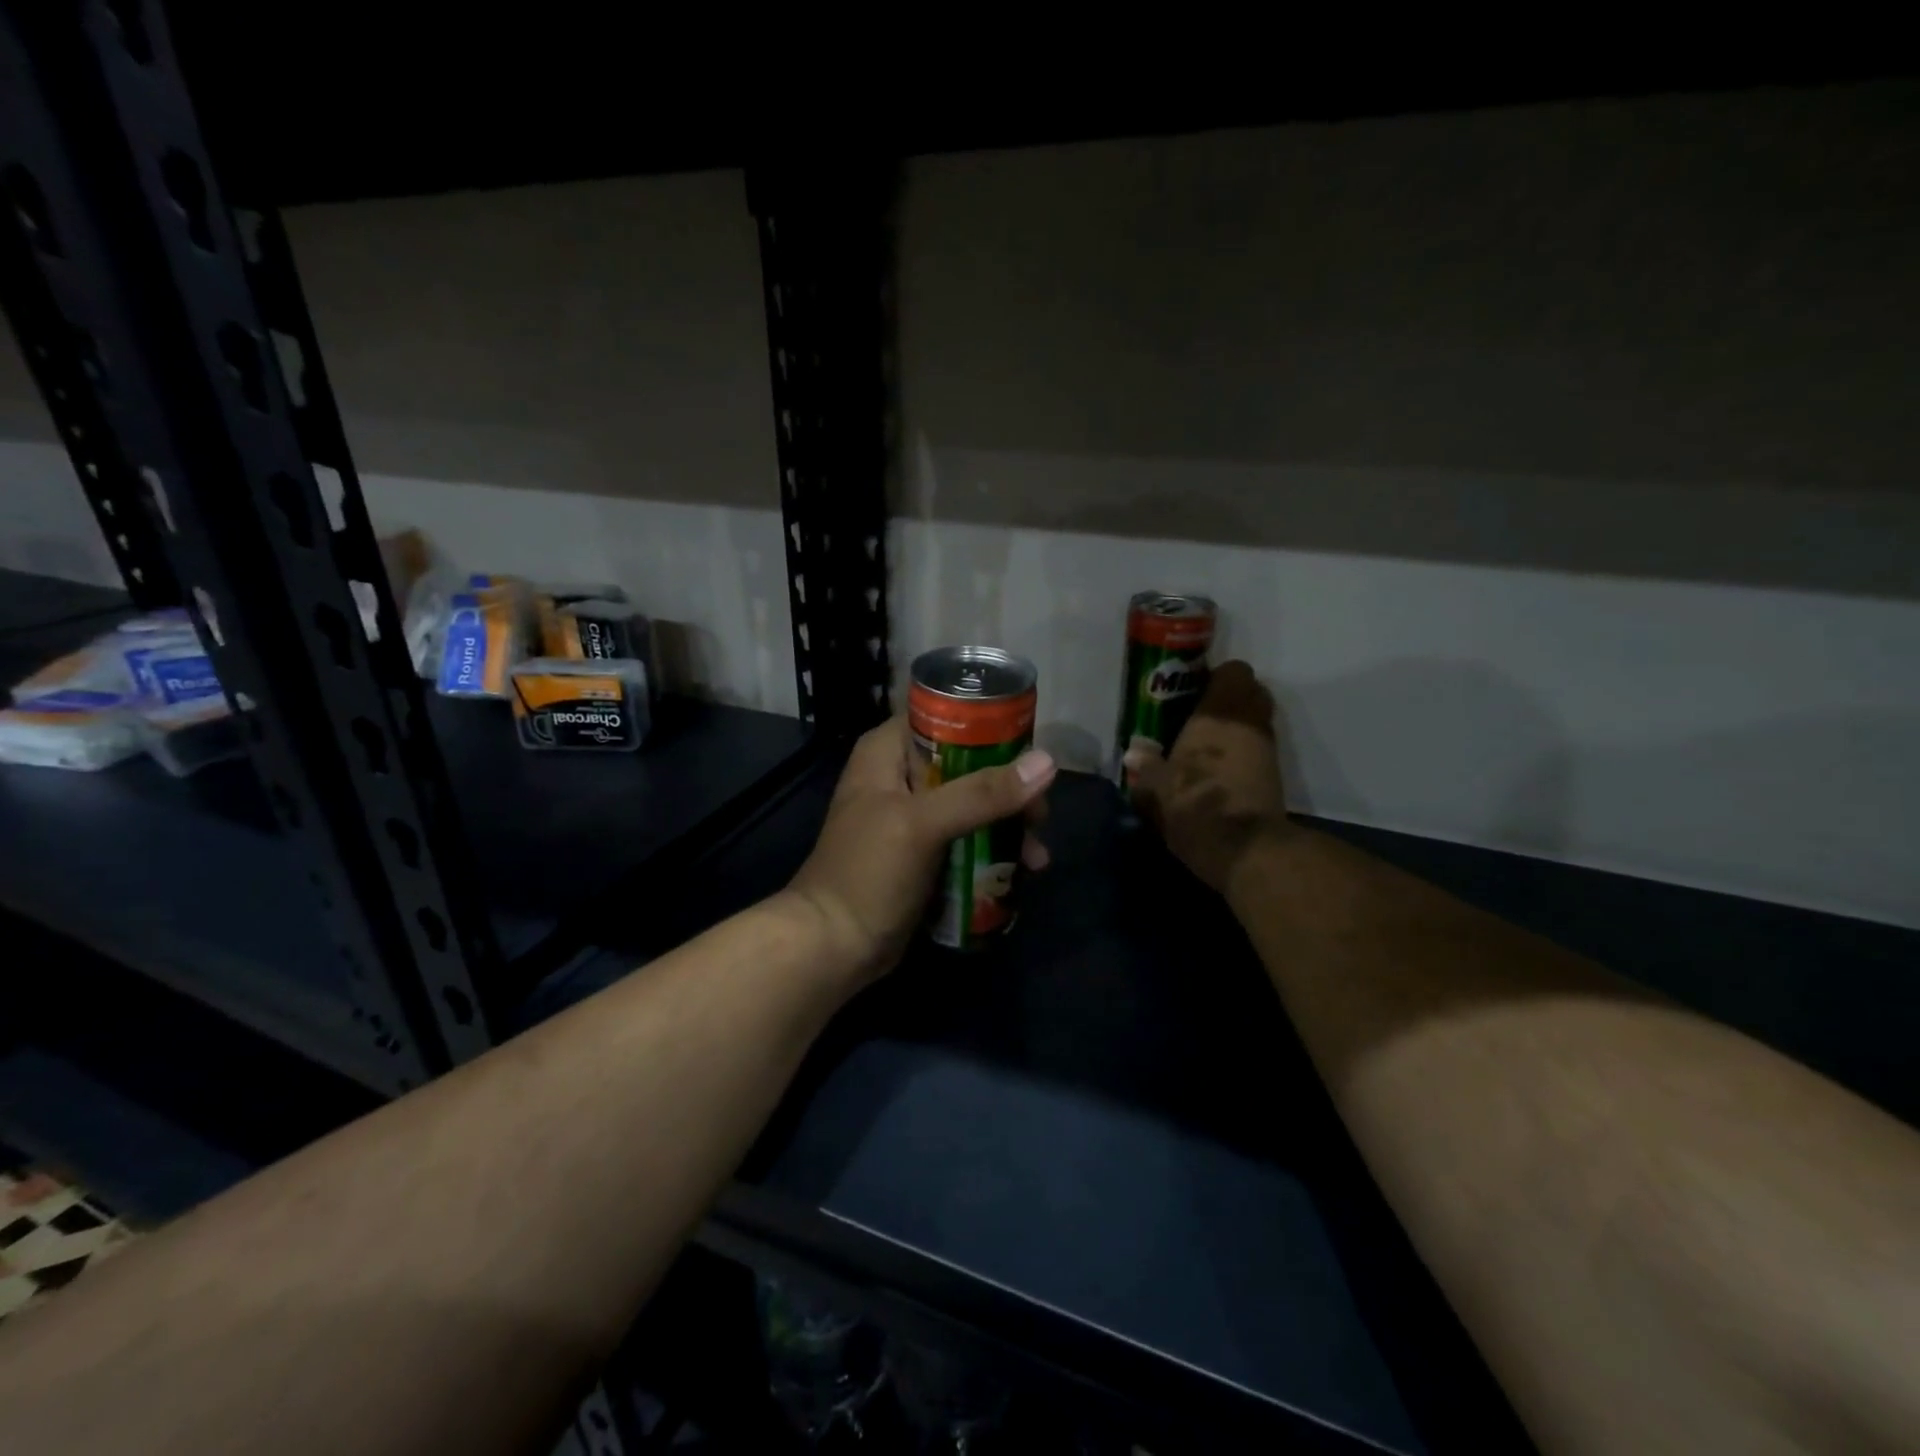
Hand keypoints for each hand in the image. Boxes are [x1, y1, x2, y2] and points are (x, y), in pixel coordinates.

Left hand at [786, 716, 1056, 983]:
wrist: (833, 946)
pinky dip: (994, 850)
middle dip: (1009, 788)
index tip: (1031, 751)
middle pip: (969, 763)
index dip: (991, 728)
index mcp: (888, 751)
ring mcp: (913, 816)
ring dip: (1008, 825)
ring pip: (973, 803)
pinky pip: (968, 838)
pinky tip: (1023, 871)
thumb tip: (1046, 763)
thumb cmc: (868, 872)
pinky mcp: (924, 852)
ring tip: (1037, 857)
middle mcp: (901, 775)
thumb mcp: (923, 824)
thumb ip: (981, 793)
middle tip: (1040, 815)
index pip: (946, 716)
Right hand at [1126, 660, 1292, 893]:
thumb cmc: (1196, 804)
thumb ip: (1146, 767)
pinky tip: (1218, 772)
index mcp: (1219, 713)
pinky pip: (1258, 750)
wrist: (1246, 850)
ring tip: (1205, 748)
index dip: (1216, 677)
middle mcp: (1249, 722)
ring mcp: (1267, 749)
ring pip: (1255, 723)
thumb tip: (1134, 754)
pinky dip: (1242, 754)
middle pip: (1250, 693)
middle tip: (1198, 718)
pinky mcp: (1275, 776)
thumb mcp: (1156, 789)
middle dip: (1228, 701)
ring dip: (1235, 730)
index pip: (1234, 671)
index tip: (1193, 692)